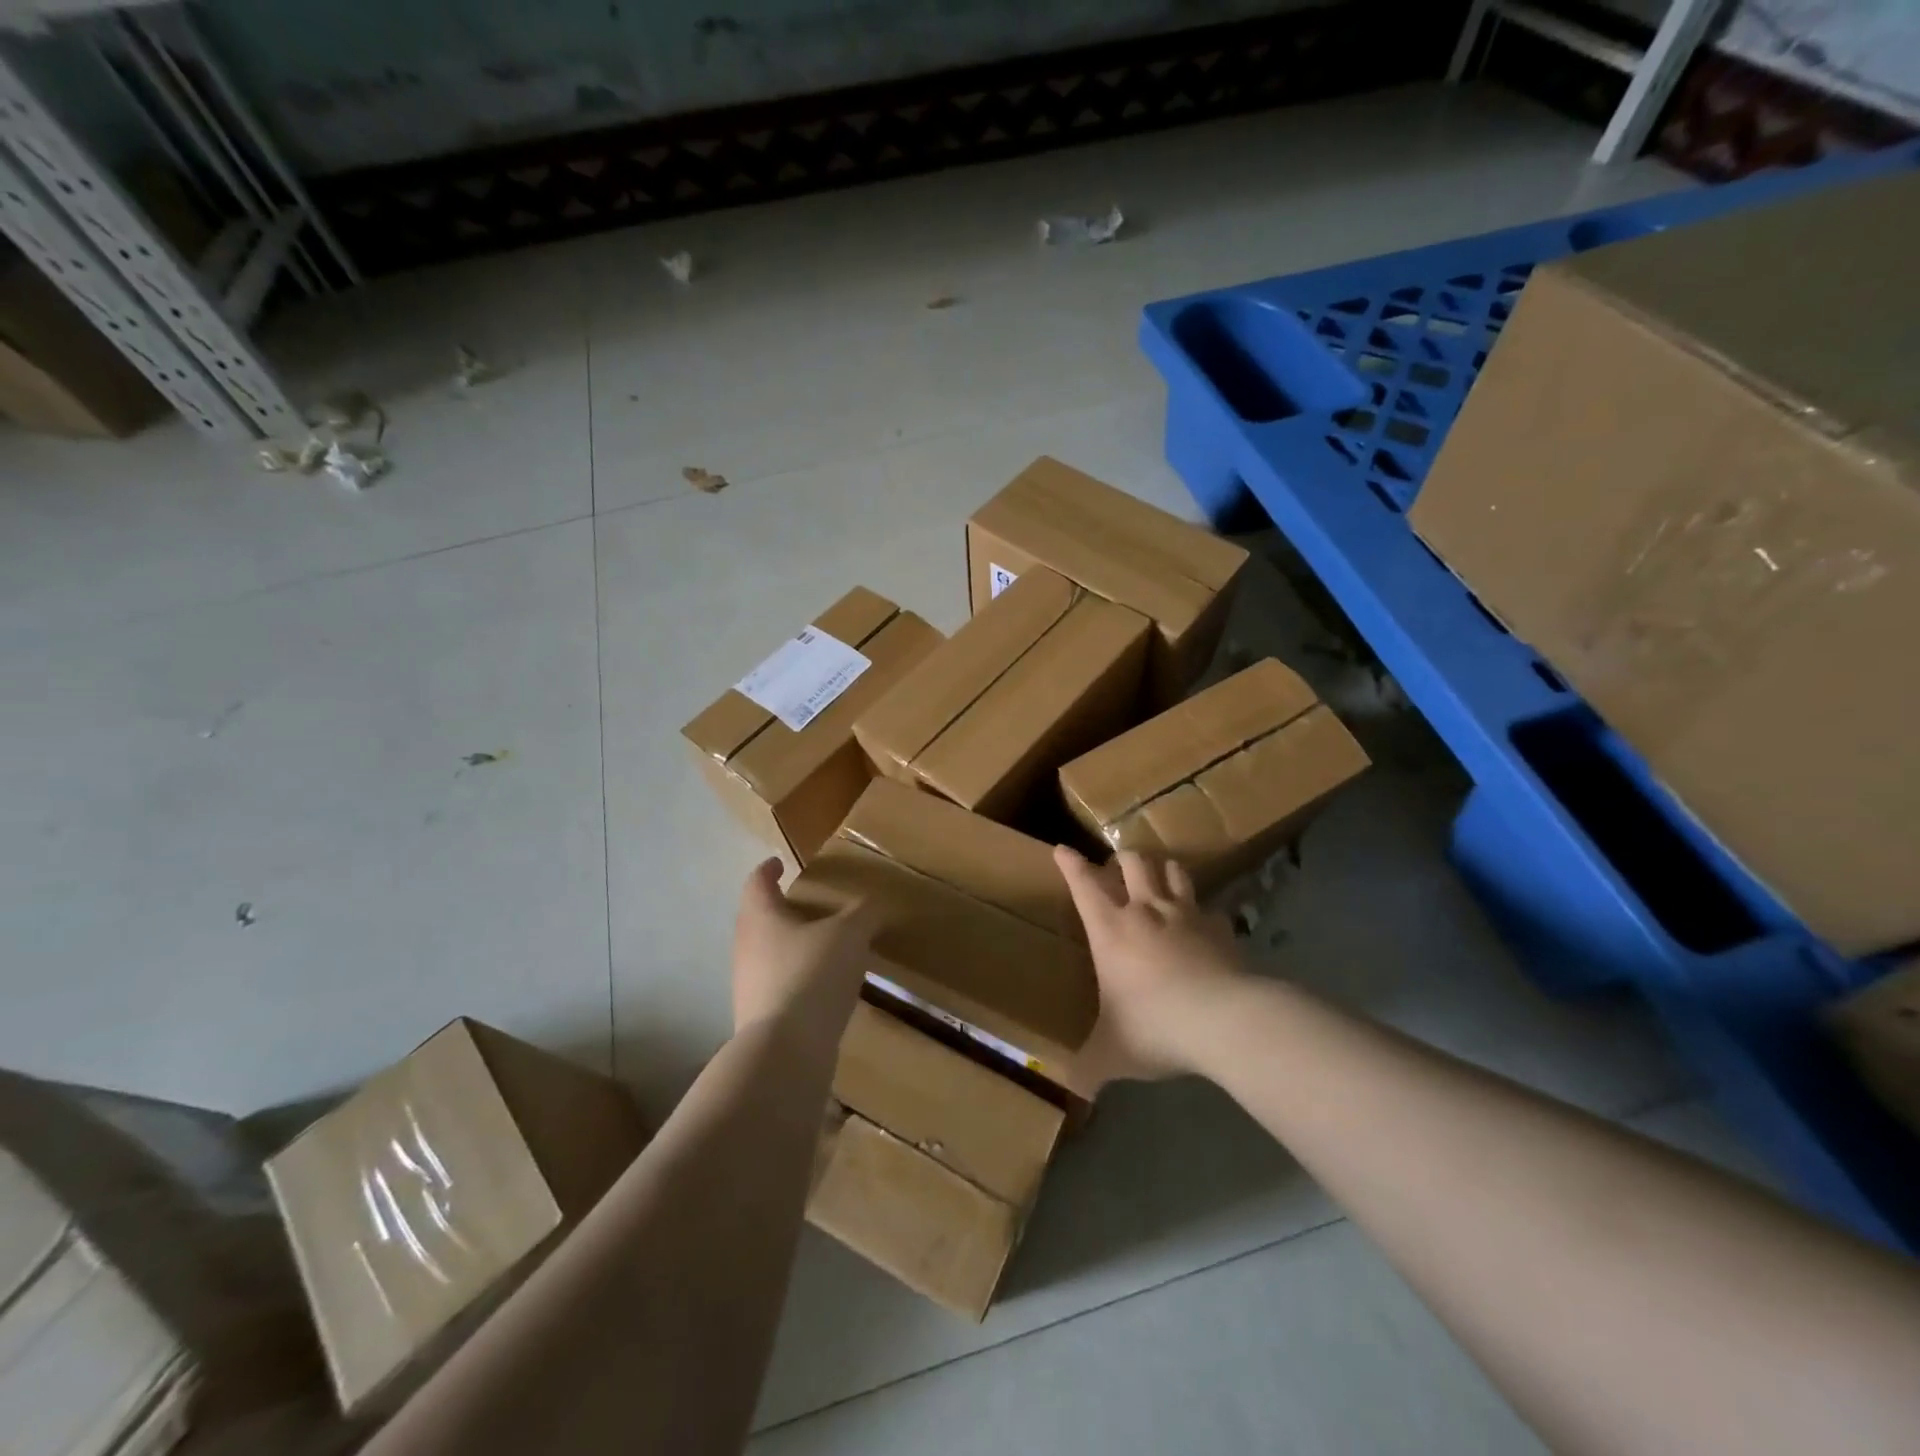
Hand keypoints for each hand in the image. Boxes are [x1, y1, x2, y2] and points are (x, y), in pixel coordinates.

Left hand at [732, 858, 877, 1041]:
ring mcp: (749, 985)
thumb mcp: (848, 935)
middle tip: (809, 905)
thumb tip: (872, 904)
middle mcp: (746, 947)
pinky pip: (779, 985)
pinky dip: (798, 978)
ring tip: (823, 946)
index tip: (779, 862)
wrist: (786, 1051)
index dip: (769, 870)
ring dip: (791, 946)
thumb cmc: (811, 975)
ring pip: (768, 954)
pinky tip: (824, 987)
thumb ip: (862, 914)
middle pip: (759, 919)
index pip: (757, 882)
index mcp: (760, 917)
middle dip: (781, 909)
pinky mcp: (761, 1017)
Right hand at [1054, 846, 1245, 1083]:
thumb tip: (1070, 1089)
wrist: (1225, 1020)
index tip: (1062, 850)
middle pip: (1133, 862)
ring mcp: (1186, 914)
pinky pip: (1208, 908)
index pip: (1084, 884)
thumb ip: (1088, 1068)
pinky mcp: (1220, 928)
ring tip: (1159, 879)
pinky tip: (1201, 926)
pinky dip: (1201, 912)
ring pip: (1173, 870)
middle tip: (1118, 869)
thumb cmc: (1155, 1026)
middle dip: (1123, 859)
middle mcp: (1146, 910)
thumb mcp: (1113, 1053)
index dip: (1070, 864)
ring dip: (1163, 870)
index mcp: (1111, 929)